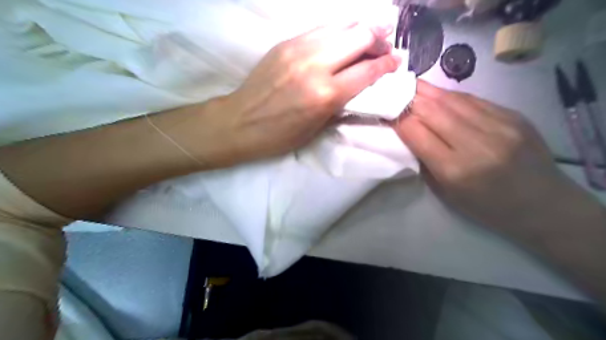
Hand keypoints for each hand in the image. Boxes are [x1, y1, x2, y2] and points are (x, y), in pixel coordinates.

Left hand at [206, 22, 401, 164]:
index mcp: (324, 94)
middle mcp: (315, 65)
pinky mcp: (286, 43)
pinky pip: (321, 29)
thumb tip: (362, 82)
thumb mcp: (318, 126)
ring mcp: (298, 49)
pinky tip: (341, 42)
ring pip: (341, 25)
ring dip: (360, 30)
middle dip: (378, 39)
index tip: (395, 62)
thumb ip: (342, 100)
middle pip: (359, 36)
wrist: (240, 122)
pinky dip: (337, 32)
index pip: (367, 70)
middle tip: (383, 48)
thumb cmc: (280, 135)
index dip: (386, 64)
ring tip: (366, 40)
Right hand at [396, 80, 583, 233]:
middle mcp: (476, 144)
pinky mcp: (513, 115)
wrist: (542, 204)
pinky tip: (440, 95)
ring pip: (452, 99)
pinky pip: (473, 99)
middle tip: (393, 90)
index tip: (385, 111)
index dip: (398, 119)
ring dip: (427, 91)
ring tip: (411, 86)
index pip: (416, 133)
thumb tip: (408, 131)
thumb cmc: (485, 206)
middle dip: (409, 99)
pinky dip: (451, 96)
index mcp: (455, 169)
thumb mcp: (446, 191)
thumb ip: (425, 160)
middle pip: (432, 110)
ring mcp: (499, 126)